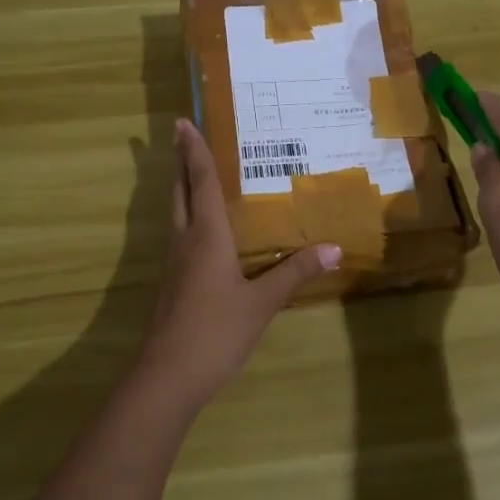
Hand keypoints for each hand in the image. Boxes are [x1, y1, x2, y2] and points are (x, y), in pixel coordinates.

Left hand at [136, 118, 340, 409]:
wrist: (167, 376)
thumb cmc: (215, 331)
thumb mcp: (261, 303)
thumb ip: (294, 274)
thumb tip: (333, 248)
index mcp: (206, 236)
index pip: (202, 183)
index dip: (196, 152)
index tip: (184, 123)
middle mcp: (185, 241)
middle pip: (180, 191)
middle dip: (181, 161)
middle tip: (180, 134)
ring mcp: (173, 263)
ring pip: (175, 212)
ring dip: (181, 186)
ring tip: (191, 170)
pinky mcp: (171, 283)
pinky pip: (179, 234)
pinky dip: (186, 214)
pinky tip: (199, 228)